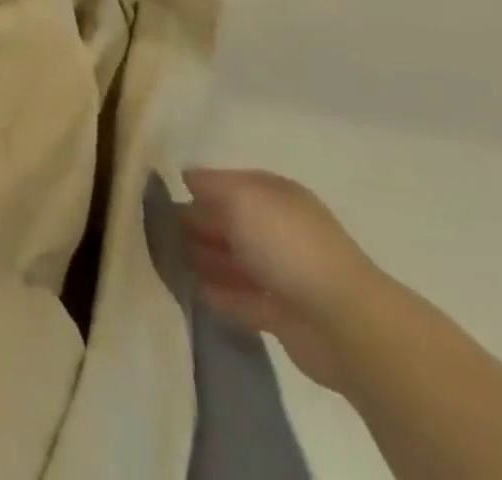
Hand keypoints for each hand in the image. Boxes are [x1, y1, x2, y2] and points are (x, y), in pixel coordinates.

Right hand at [182, 169, 393, 392]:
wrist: (344, 322)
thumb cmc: (287, 245)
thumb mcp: (241, 199)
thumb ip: (210, 186)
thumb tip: (187, 178)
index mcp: (274, 194)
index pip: (228, 183)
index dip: (197, 187)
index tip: (160, 196)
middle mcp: (278, 227)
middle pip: (229, 221)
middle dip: (196, 224)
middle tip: (157, 232)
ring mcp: (282, 272)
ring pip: (234, 260)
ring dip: (204, 260)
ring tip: (169, 262)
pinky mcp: (283, 315)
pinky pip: (243, 299)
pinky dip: (220, 295)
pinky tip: (195, 293)